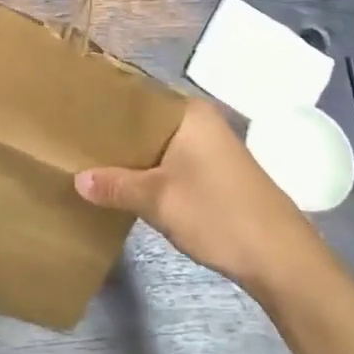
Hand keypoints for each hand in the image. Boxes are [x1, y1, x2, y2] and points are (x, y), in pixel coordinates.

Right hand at [74, 96, 321, 297]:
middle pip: (145, 120)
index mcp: (188, 111)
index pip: (136, 95)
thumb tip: (77, 180)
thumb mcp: (159, 200)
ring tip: (90, 159)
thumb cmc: (218, 213)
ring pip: (158, 142)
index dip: (105, 104)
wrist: (281, 258)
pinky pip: (171, 159)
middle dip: (115, 133)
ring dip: (131, 154)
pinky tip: (125, 182)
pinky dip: (149, 168)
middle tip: (73, 138)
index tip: (73, 112)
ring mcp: (209, 146)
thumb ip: (116, 186)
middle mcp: (199, 120)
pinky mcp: (214, 171)